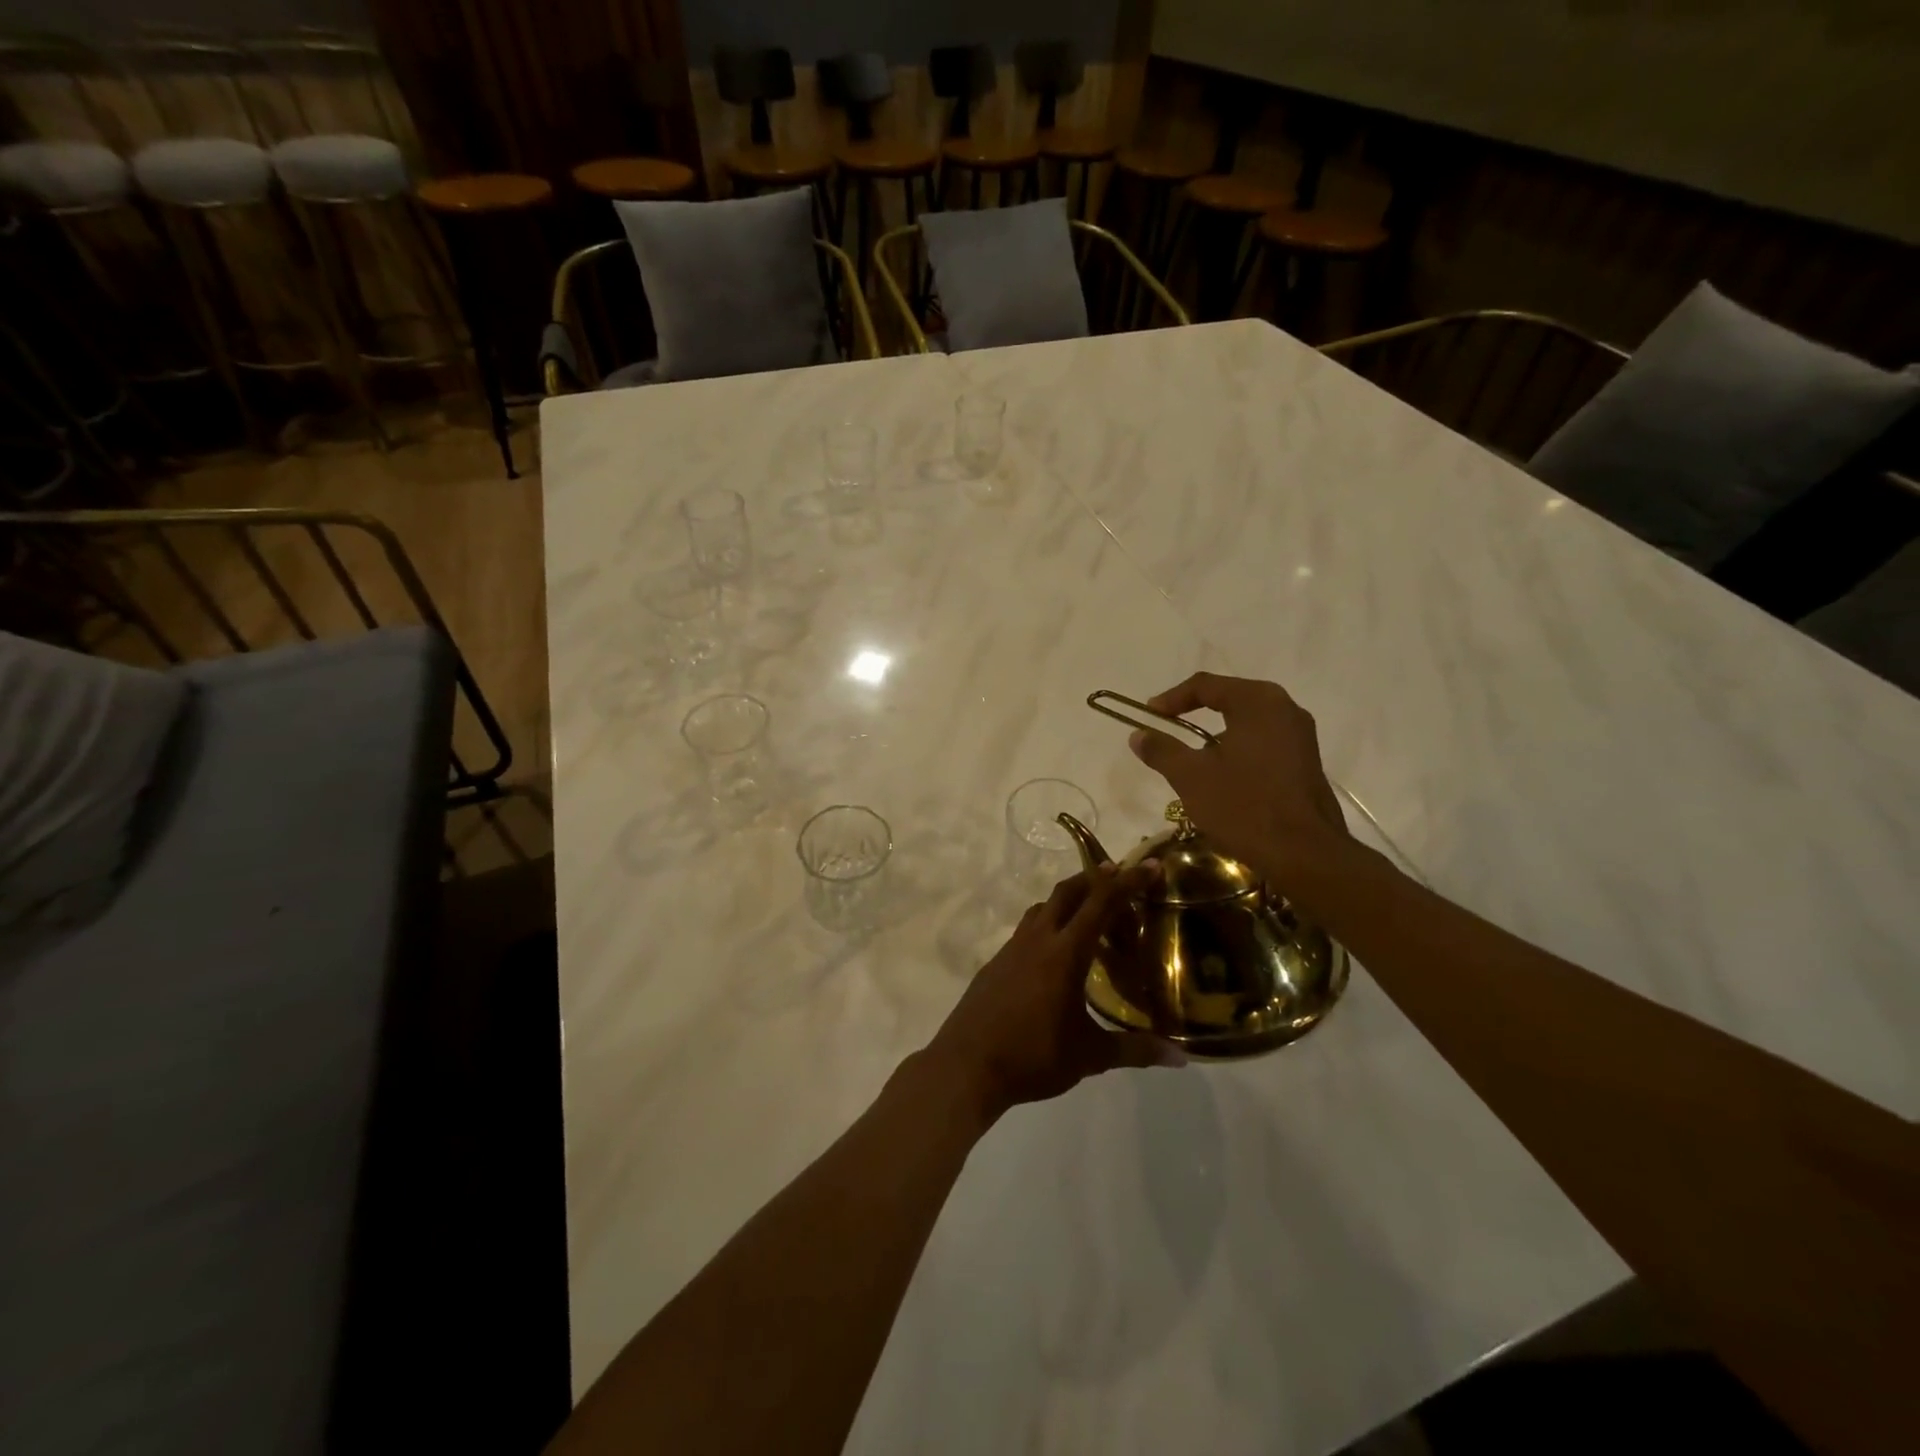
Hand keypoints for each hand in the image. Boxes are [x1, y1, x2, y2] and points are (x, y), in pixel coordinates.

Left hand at [924, 867, 1182, 1121]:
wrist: (966, 1065)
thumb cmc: (1033, 1057)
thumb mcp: (1090, 1056)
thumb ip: (1135, 1050)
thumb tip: (1181, 1057)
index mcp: (1065, 953)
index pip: (1101, 904)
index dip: (1127, 882)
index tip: (1148, 865)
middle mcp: (1038, 939)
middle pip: (1067, 892)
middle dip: (1095, 878)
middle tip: (1119, 876)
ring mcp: (1012, 948)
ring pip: (1043, 907)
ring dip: (1068, 899)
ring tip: (1089, 912)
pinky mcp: (996, 962)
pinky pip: (1027, 929)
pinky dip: (1047, 924)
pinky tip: (1055, 952)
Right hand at [1127, 672, 1349, 878]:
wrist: (1304, 854)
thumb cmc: (1243, 806)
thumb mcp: (1191, 777)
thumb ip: (1162, 750)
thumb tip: (1138, 735)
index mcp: (1257, 702)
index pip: (1205, 685)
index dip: (1171, 698)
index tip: (1149, 716)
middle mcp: (1285, 708)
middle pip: (1229, 699)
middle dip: (1194, 714)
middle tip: (1168, 730)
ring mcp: (1301, 735)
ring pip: (1247, 722)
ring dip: (1216, 735)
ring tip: (1192, 759)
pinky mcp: (1306, 761)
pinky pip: (1263, 742)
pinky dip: (1238, 750)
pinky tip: (1223, 777)